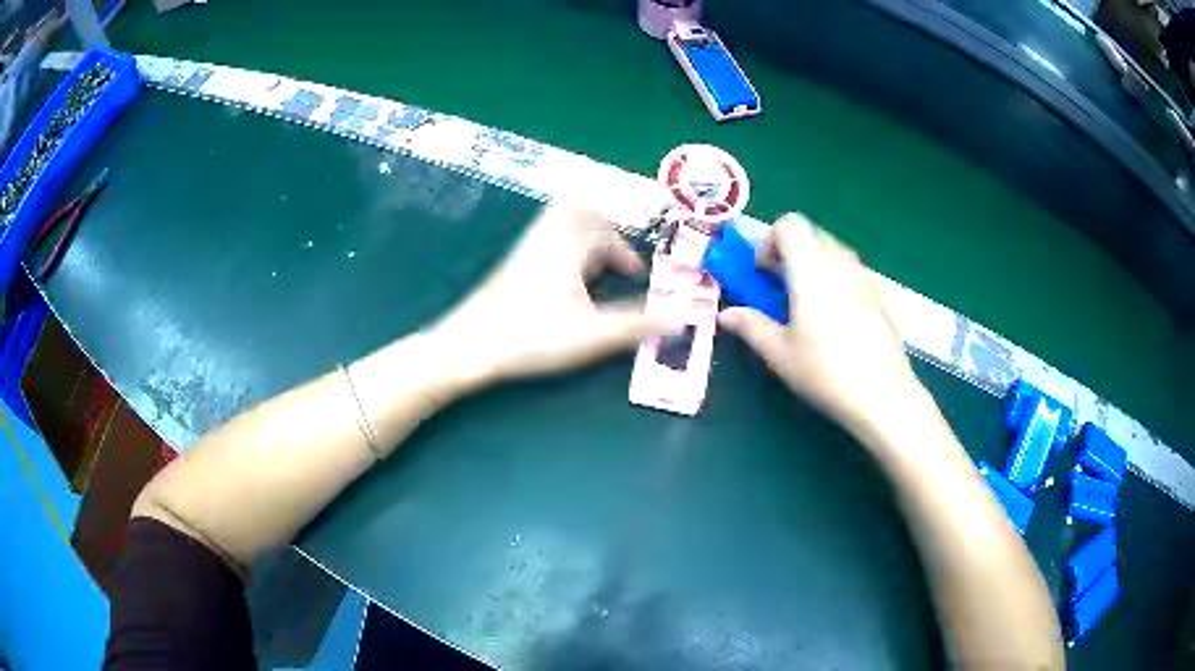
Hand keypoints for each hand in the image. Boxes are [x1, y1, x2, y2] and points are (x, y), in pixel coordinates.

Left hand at [430, 201, 668, 387]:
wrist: (468, 346)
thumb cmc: (530, 336)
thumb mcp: (592, 334)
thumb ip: (638, 324)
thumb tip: (683, 316)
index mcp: (569, 244)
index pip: (605, 225)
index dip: (625, 246)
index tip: (635, 273)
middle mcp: (547, 237)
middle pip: (583, 214)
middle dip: (608, 235)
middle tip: (621, 266)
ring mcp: (526, 250)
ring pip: (564, 226)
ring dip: (588, 242)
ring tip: (600, 274)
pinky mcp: (513, 266)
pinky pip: (548, 241)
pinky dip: (569, 252)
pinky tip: (569, 286)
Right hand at [717, 214, 928, 440]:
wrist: (883, 395)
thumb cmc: (825, 372)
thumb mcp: (780, 354)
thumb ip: (751, 326)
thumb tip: (726, 314)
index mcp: (811, 269)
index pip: (790, 224)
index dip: (770, 241)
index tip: (762, 273)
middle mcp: (840, 263)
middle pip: (812, 234)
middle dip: (790, 253)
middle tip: (780, 289)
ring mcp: (865, 278)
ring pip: (834, 252)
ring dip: (814, 265)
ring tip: (807, 304)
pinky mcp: (880, 296)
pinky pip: (852, 272)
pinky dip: (836, 280)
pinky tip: (836, 321)